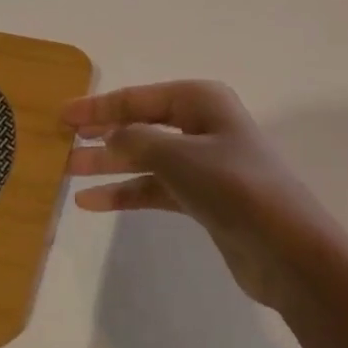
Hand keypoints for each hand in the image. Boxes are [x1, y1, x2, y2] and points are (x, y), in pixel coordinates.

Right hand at [64, 81, 344, 312]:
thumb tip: (111, 134)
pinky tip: (94, 203)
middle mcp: (202, 124)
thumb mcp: (180, 157)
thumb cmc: (234, 187)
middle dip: (102, 132)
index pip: (139, 98)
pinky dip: (127, 192)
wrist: (288, 250)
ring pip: (146, 157)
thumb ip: (138, 141)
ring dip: (110, 163)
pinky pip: (156, 187)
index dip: (99, 106)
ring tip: (67, 172)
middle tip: (60, 142)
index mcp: (201, 100)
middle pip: (142, 124)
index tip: (62, 115)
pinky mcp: (203, 198)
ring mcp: (204, 162)